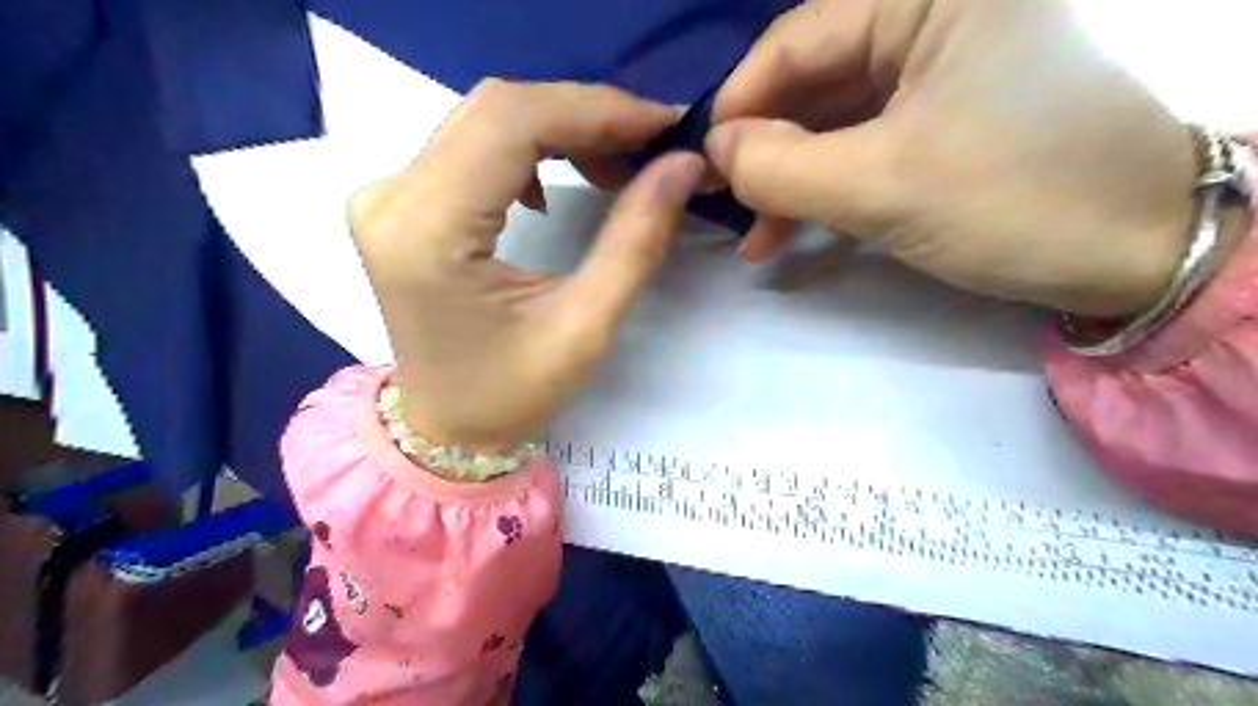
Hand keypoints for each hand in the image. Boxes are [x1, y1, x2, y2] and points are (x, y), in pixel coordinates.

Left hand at [346, 79, 702, 451]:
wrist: (448, 427)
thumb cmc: (512, 395)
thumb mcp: (585, 326)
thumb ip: (636, 240)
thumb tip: (683, 166)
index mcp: (428, 230)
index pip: (513, 122)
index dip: (597, 110)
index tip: (664, 125)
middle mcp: (392, 196)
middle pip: (498, 109)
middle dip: (586, 116)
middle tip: (650, 143)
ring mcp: (388, 194)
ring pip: (487, 119)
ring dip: (562, 128)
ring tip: (618, 163)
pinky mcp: (400, 202)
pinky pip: (472, 144)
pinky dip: (531, 147)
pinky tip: (560, 179)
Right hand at [712, 0, 1202, 317]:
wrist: (1140, 251)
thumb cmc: (1017, 202)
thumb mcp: (882, 187)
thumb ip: (781, 166)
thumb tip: (716, 149)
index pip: (797, 38)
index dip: (740, 104)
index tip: (703, 165)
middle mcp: (933, 13)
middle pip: (813, 79)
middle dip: (764, 148)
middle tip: (725, 204)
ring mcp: (940, 66)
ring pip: (832, 117)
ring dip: (788, 177)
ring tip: (756, 235)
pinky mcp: (943, 114)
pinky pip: (862, 140)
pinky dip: (824, 184)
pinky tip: (792, 228)